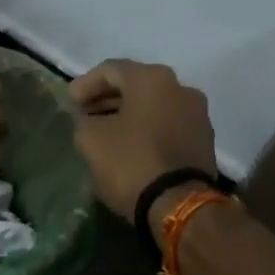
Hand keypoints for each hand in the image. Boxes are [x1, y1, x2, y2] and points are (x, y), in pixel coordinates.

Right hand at [69, 59, 218, 220]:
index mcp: (153, 79)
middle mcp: (181, 88)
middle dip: (108, 98)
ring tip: (107, 132)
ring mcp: (198, 115)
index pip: (111, 69)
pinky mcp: (204, 141)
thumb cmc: (131, 163)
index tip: (70, 103)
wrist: (179, 204)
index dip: (85, 84)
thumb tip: (89, 120)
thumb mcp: (91, 139)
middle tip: (86, 114)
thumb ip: (84, 121)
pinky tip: (132, 146)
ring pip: (155, 106)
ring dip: (129, 115)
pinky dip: (148, 129)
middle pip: (136, 85)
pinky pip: (169, 125)